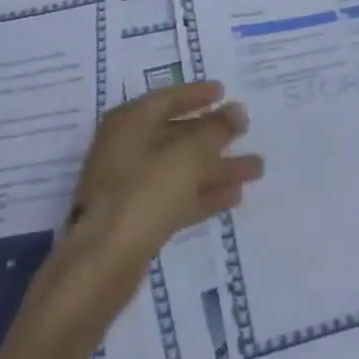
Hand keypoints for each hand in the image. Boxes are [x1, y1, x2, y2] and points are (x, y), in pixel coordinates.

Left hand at [66, 81, 263, 281]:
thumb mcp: (188, 155)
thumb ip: (216, 130)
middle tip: (247, 132)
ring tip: (256, 168)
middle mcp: (126, 149)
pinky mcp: (137, 220)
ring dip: (216, 167)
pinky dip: (203, 194)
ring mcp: (130, 186)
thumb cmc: (144, 193)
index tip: (224, 92)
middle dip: (214, 135)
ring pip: (180, 169)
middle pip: (176, 134)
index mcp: (129, 123)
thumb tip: (237, 111)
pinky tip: (234, 196)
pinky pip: (176, 197)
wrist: (102, 266)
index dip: (196, 94)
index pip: (166, 99)